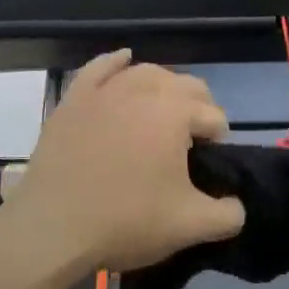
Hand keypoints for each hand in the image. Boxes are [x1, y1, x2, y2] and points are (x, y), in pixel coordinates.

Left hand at [0, 51, 244, 279]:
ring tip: (164, 114)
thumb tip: (237, 205)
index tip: (206, 169)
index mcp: (175, 112)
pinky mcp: (73, 100)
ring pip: (146, 72)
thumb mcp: (190, 226)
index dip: (218, 142)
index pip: (214, 116)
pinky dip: (116, 62)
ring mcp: (104, 90)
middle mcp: (143, 89)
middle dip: (198, 110)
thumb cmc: (125, 221)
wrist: (52, 228)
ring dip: (164, 88)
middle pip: (187, 86)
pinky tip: (124, 60)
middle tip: (190, 147)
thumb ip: (228, 214)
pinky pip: (99, 68)